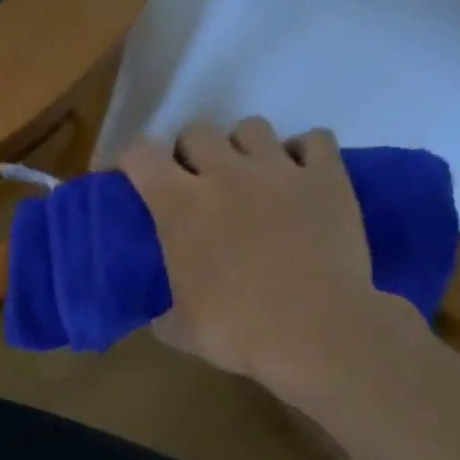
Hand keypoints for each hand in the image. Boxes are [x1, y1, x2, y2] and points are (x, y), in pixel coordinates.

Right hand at [121, 119, 423, 396]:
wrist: (315, 332)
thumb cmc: (238, 332)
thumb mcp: (180, 329)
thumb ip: (164, 310)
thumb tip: (162, 313)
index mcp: (180, 207)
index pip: (141, 154)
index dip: (132, 160)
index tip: (134, 179)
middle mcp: (226, 174)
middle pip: (197, 130)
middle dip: (189, 152)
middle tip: (195, 183)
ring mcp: (279, 170)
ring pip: (252, 127)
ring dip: (242, 147)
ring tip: (248, 177)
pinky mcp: (327, 177)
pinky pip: (313, 139)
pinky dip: (303, 152)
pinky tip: (299, 177)